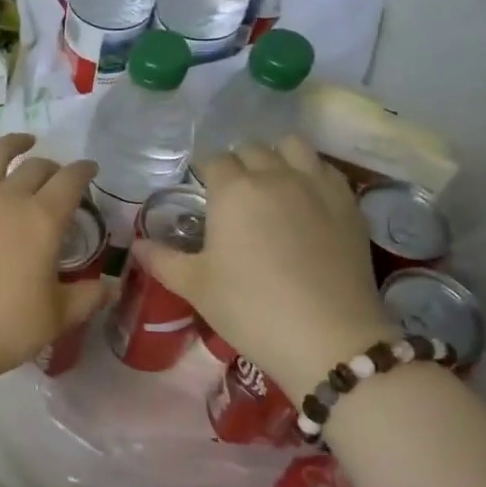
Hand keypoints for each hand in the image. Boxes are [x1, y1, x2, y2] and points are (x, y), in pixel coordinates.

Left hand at [0, 134, 101, 404]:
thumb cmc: (3, 327)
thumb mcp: (57, 318)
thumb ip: (88, 297)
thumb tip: (112, 287)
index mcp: (43, 219)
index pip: (71, 180)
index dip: (84, 170)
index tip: (90, 169)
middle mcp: (8, 197)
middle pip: (35, 166)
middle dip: (53, 166)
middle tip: (57, 176)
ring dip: (12, 144)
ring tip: (22, 143)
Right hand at [133, 136, 390, 399]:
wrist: (329, 339)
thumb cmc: (251, 309)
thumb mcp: (196, 287)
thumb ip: (162, 260)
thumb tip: (136, 244)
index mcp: (233, 190)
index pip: (212, 160)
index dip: (204, 173)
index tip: (202, 193)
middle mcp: (274, 176)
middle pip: (251, 149)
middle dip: (238, 164)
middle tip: (233, 195)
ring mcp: (316, 185)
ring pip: (293, 147)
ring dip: (277, 157)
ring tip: (272, 185)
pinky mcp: (349, 204)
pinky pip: (325, 169)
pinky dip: (311, 173)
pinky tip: (307, 200)